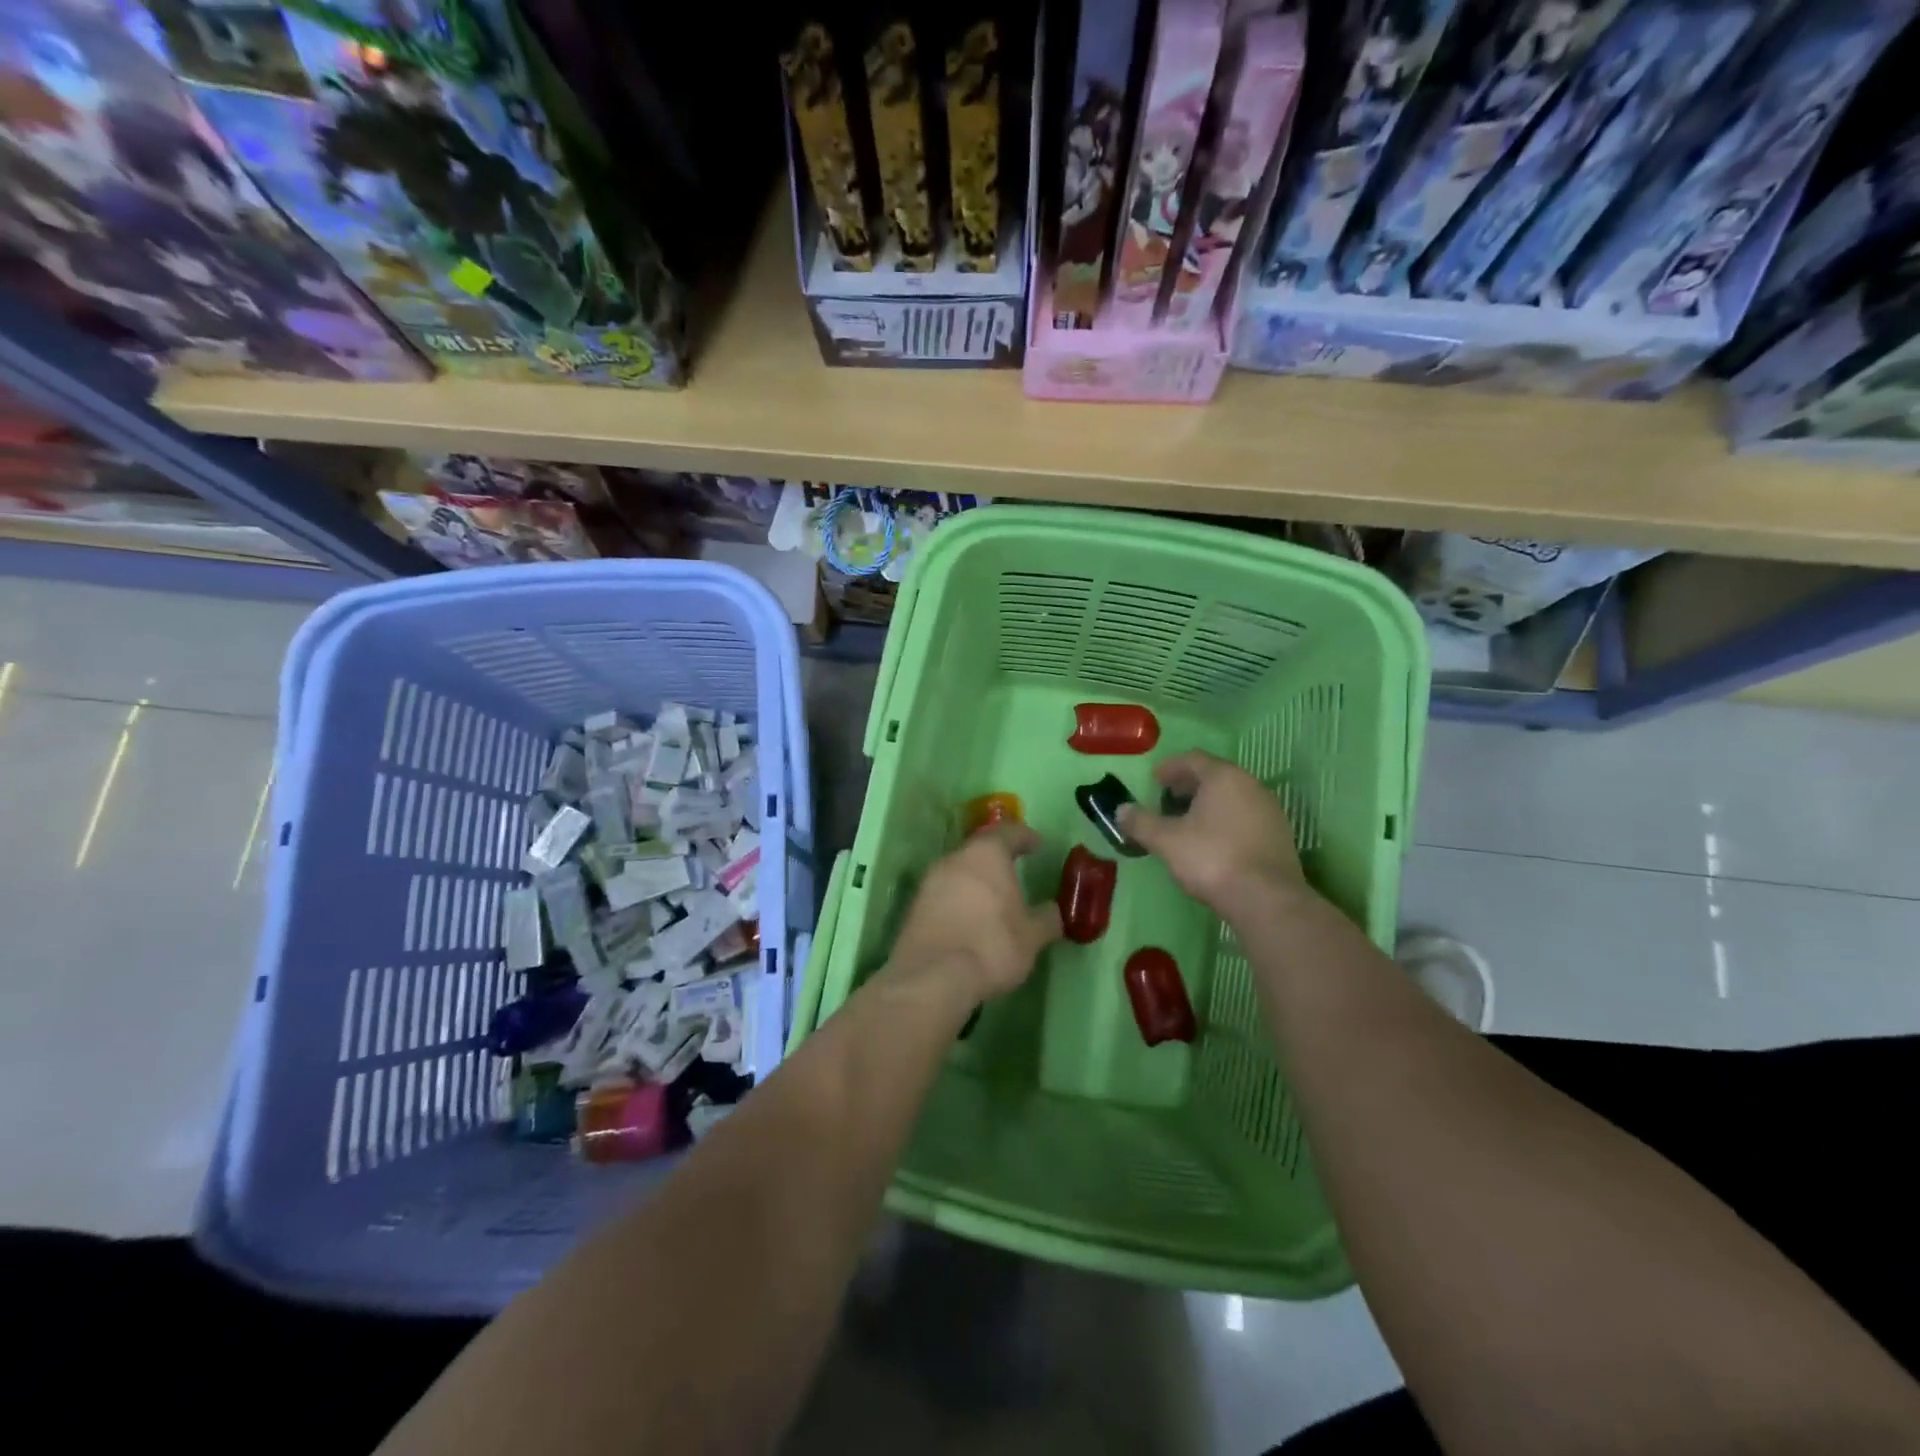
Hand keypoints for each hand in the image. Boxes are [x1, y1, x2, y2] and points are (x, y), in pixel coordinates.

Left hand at [882, 823, 1062, 1005]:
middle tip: (1014, 871)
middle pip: (979, 849)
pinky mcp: (915, 906)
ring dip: (976, 880)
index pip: (1008, 832)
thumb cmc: (992, 945)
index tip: (1036, 844)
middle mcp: (955, 858)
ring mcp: (930, 881)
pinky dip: (959, 900)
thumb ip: (1046, 918)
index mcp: (986, 854)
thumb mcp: (1032, 935)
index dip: (1025, 837)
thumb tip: (1052, 911)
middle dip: (997, 859)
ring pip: (959, 871)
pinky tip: (970, 919)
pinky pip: (944, 893)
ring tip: (993, 899)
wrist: (933, 977)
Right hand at [1117, 750, 1305, 916]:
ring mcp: (1270, 810)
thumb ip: (1141, 822)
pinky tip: (1213, 840)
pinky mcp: (1279, 835)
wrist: (1266, 899)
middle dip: (1189, 785)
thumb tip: (1121, 810)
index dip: (1170, 767)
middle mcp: (1251, 785)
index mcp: (1223, 777)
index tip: (1154, 780)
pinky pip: (1246, 816)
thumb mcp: (1166, 840)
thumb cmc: (1212, 858)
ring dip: (1208, 803)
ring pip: (1232, 796)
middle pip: (1215, 776)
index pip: (1193, 759)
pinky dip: (1226, 819)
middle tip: (1167, 798)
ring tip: (1187, 821)